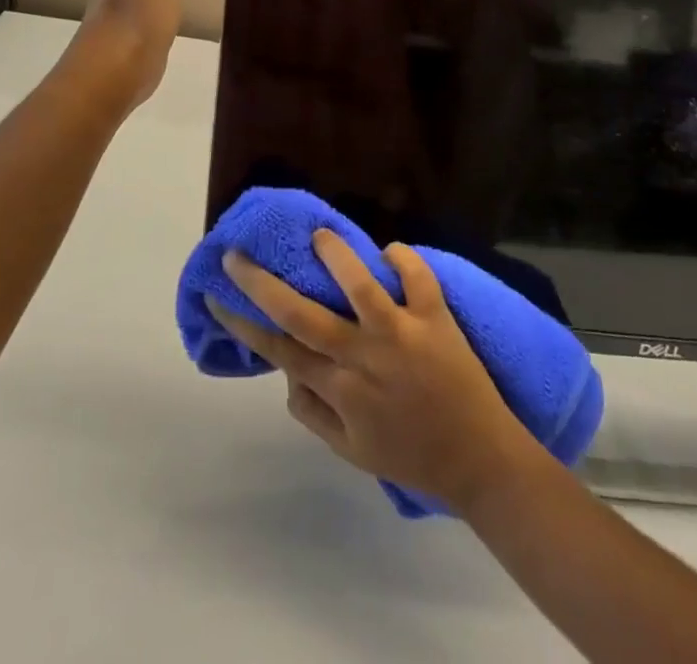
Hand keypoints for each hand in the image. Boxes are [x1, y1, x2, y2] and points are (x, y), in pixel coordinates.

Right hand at [210, 232, 538, 514]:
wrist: (481, 462)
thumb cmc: (412, 456)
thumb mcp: (351, 453)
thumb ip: (313, 414)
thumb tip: (285, 373)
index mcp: (340, 389)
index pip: (278, 349)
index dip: (242, 322)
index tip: (215, 295)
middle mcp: (363, 356)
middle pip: (301, 314)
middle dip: (262, 283)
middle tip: (236, 255)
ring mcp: (401, 333)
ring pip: (360, 285)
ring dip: (336, 256)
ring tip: (317, 235)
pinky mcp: (436, 318)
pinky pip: (417, 278)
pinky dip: (403, 259)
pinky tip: (389, 250)